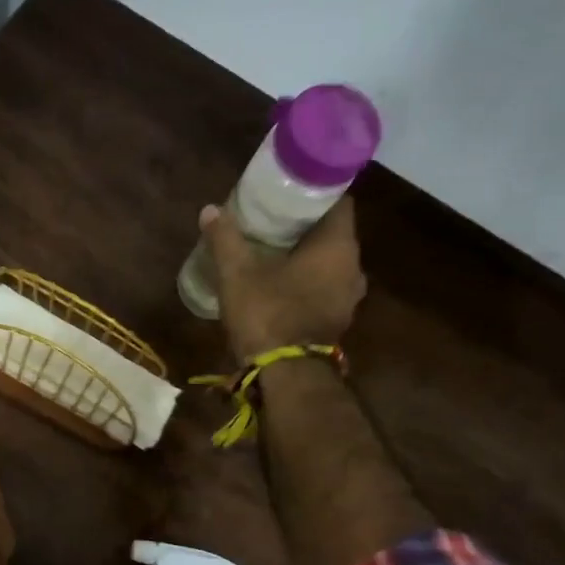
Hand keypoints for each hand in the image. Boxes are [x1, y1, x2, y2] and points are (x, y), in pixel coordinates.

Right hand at [201, 195, 366, 359]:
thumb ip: (226, 239)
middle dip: (306, 224)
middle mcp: (353, 266)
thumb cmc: (267, 314)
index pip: (339, 201)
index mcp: (337, 246)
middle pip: (334, 232)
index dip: (316, 190)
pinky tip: (283, 282)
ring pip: (331, 262)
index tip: (290, 189)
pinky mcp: (338, 319)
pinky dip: (309, 280)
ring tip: (276, 249)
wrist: (287, 375)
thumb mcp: (238, 273)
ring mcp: (350, 297)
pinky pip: (326, 287)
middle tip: (275, 216)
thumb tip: (210, 210)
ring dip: (308, 255)